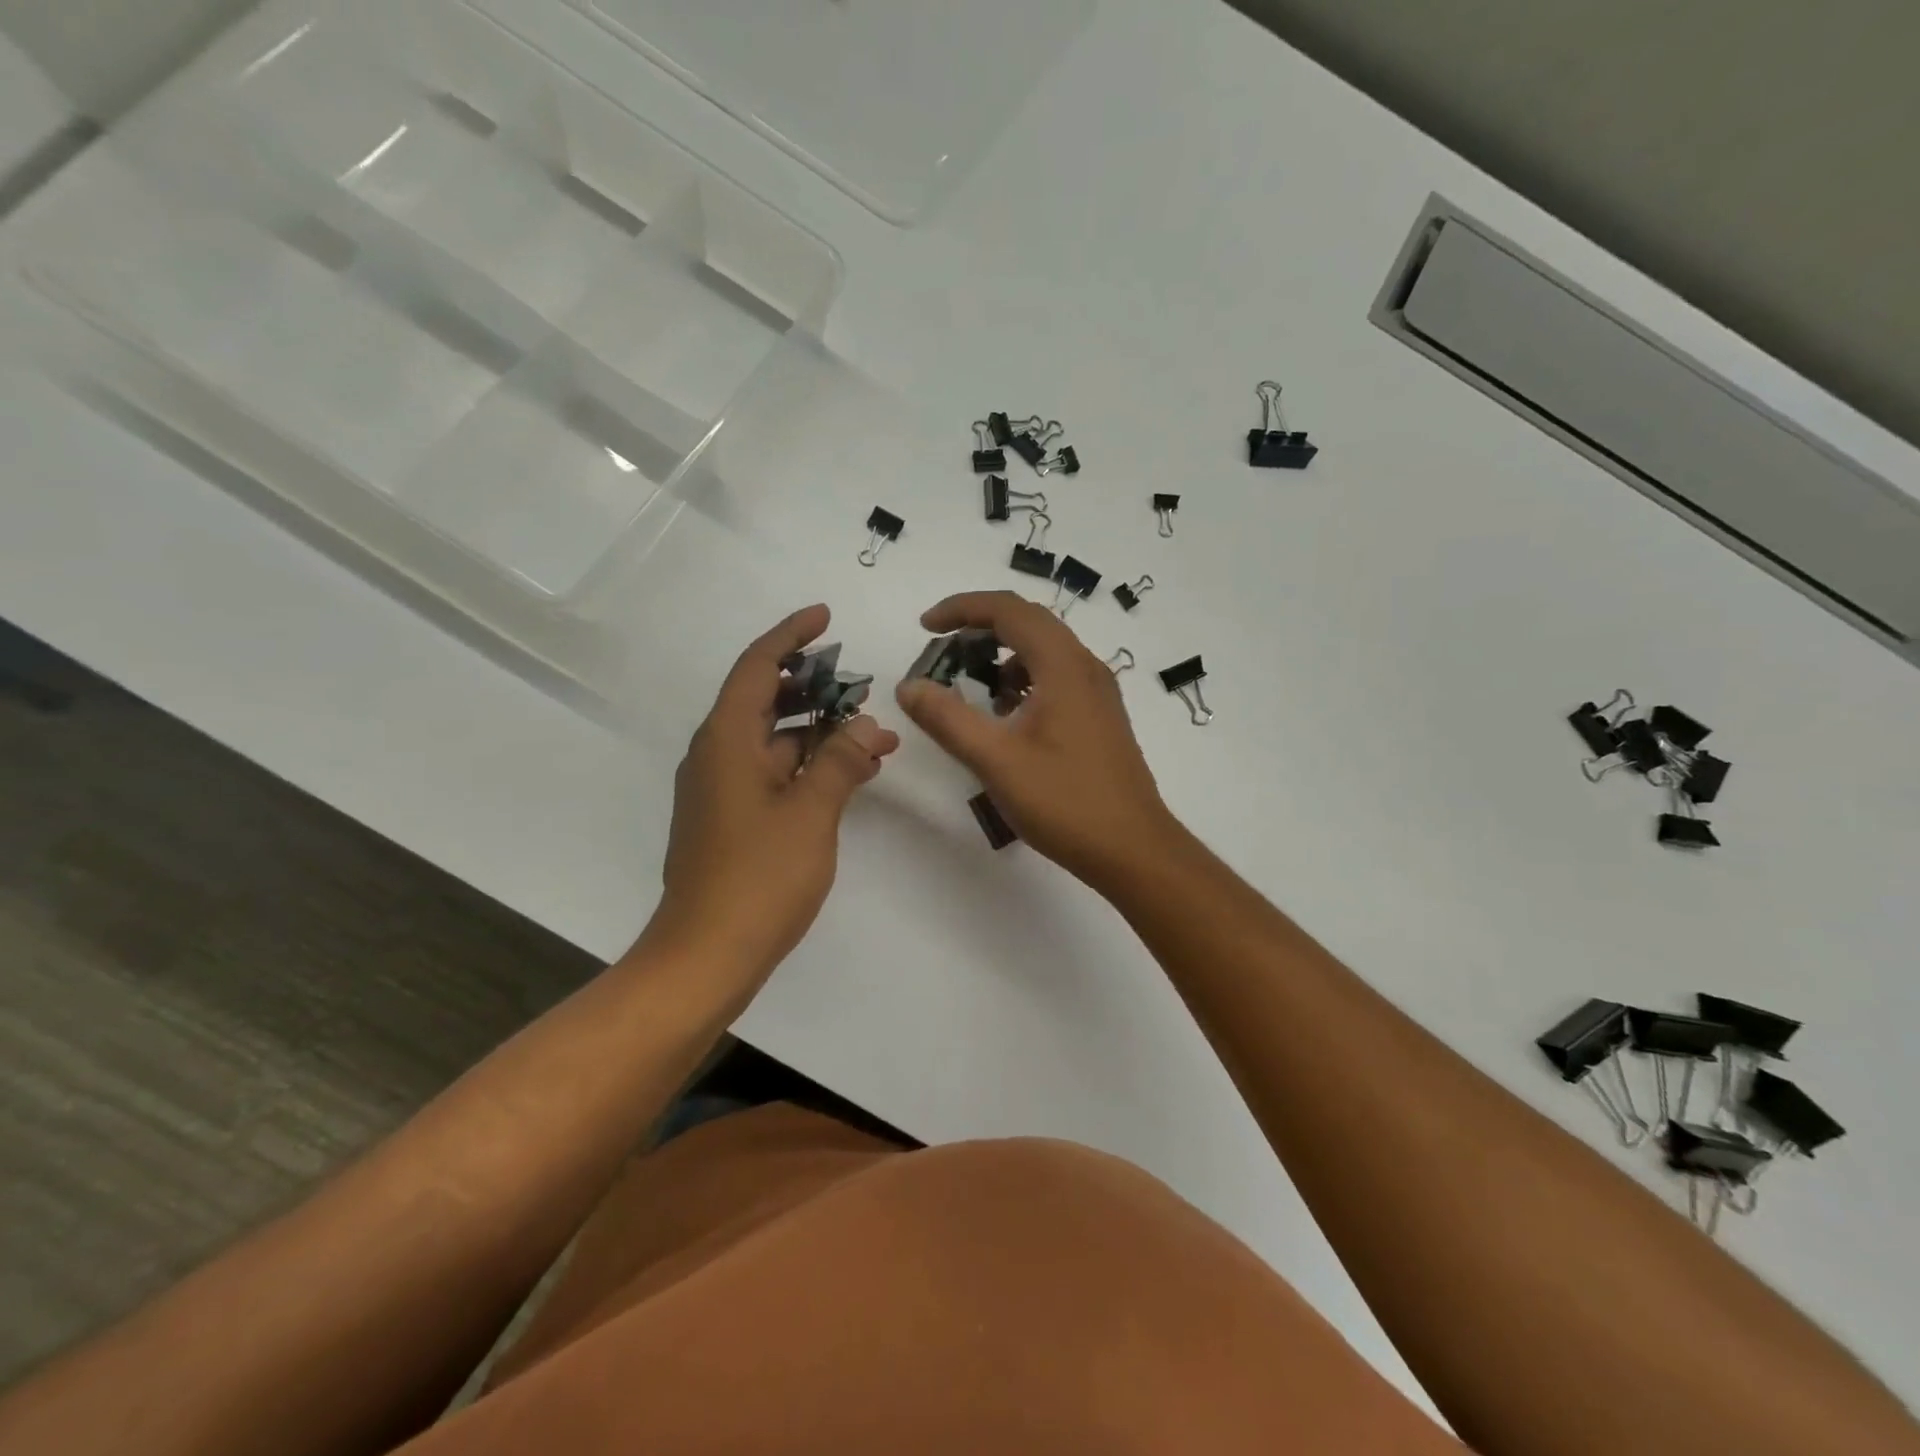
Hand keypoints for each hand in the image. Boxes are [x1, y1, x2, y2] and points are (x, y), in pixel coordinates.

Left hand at [645, 605, 899, 980]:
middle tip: (860, 679)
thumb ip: (840, 761)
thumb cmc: (758, 878)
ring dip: (820, 731)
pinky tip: (851, 773)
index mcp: (726, 741)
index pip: (756, 667)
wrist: (707, 956)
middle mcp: (717, 755)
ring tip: (874, 732)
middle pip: (765, 699)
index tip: (825, 617)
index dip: (790, 637)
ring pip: (775, 740)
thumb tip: (867, 724)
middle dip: (814, 685)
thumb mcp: (810, 813)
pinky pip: (774, 772)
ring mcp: (723, 790)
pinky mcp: (733, 819)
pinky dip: (810, 764)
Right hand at [895, 591, 1173, 887]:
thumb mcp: (996, 761)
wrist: (1133, 849)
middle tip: (942, 651)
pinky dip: (1024, 680)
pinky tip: (1006, 716)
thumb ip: (948, 719)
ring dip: (1003, 655)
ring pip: (1044, 651)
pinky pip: (1056, 677)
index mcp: (1063, 666)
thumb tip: (909, 686)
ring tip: (969, 684)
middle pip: (1028, 622)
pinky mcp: (1100, 717)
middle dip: (980, 627)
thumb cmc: (1065, 802)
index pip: (1008, 609)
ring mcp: (1098, 692)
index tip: (925, 627)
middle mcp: (1085, 667)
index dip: (962, 608)